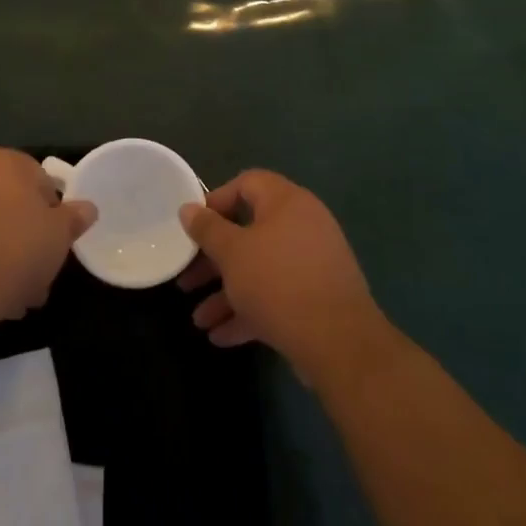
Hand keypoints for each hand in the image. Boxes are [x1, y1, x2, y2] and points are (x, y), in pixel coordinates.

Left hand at [0, 147, 95, 328]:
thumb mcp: (59, 236)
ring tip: (7, 297)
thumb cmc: (14, 250)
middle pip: (7, 205)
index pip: (40, 182)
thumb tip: (88, 207)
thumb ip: (74, 218)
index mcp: (6, 161)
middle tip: (33, 278)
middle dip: (21, 240)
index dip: (51, 217)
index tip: (53, 247)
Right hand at [177, 169, 383, 383]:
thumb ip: (207, 229)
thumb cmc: (277, 282)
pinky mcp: (317, 298)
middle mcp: (303, 226)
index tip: (193, 226)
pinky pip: (277, 296)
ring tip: (199, 321)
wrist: (338, 342)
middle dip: (213, 260)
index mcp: (287, 202)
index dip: (216, 200)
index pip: (247, 183)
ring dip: (227, 293)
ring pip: (260, 270)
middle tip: (187, 280)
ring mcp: (313, 263)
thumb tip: (188, 208)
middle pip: (249, 233)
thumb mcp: (232, 253)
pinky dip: (250, 311)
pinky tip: (221, 336)